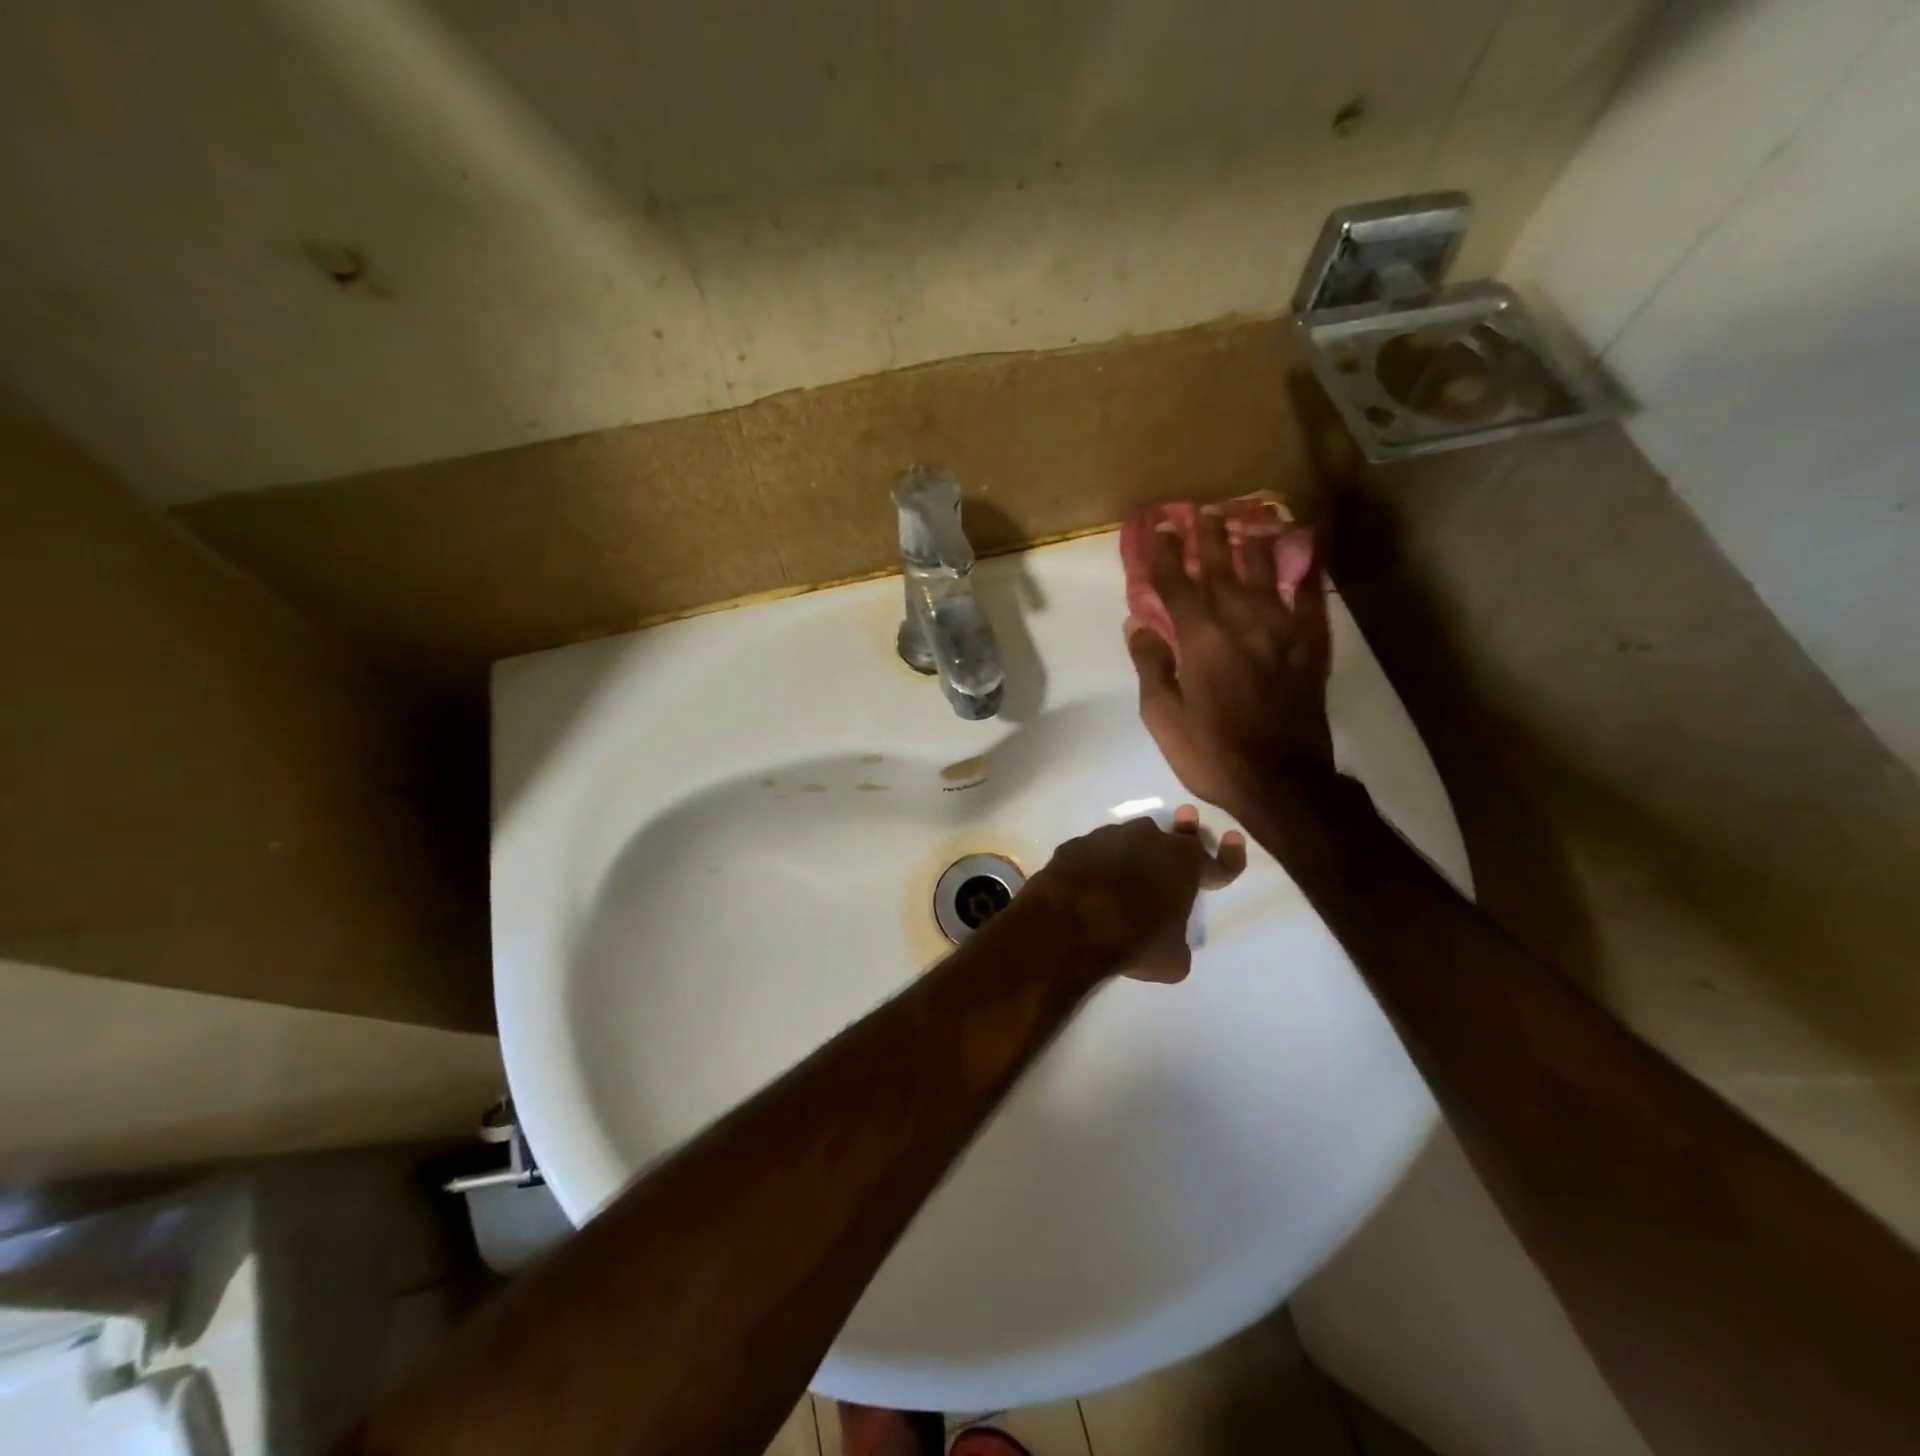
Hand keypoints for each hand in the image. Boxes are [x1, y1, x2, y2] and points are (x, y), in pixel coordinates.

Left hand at [1027, 805, 1245, 982]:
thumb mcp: (1171, 960)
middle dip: (1184, 831)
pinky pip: (1094, 852)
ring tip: (1129, 866)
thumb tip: (1171, 945)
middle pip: (1174, 836)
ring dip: (1135, 850)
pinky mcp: (1077, 844)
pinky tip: (1090, 878)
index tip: (1236, 839)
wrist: (1070, 923)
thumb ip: (1177, 944)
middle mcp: (1150, 841)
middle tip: (1187, 819)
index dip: (1230, 855)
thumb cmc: (1133, 940)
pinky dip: (1097, 863)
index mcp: (1185, 865)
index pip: (1220, 862)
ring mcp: (1109, 837)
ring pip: (1131, 838)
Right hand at [1126, 508, 1333, 821]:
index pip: (1176, 584)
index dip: (1164, 554)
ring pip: (1265, 574)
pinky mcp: (1308, 647)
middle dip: (1208, 536)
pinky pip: (1308, 599)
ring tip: (1247, 518)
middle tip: (1201, 510)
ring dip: (1252, 543)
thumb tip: (1139, 625)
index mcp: (1200, 638)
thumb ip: (1151, 665)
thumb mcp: (1162, 716)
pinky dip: (1304, 574)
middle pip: (1222, 568)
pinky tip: (1304, 556)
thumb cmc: (1210, 753)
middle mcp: (1241, 622)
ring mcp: (1280, 631)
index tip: (1157, 528)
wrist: (1281, 781)